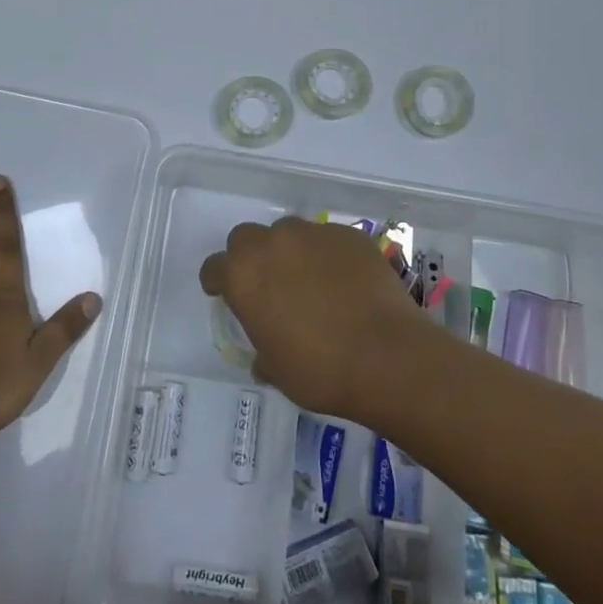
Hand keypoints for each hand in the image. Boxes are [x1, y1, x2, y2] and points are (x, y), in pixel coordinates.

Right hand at [200, 217, 438, 421]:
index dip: (217, 282)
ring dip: (289, 252)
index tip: (225, 295)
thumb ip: (263, 352)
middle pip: (246, 238)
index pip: (214, 267)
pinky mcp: (349, 235)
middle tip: (268, 285)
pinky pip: (327, 240)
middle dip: (250, 257)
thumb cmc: (321, 371)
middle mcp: (272, 244)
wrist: (388, 356)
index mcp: (243, 275)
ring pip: (288, 232)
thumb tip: (264, 357)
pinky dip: (328, 256)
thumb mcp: (278, 370)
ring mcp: (312, 234)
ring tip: (311, 281)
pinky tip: (345, 282)